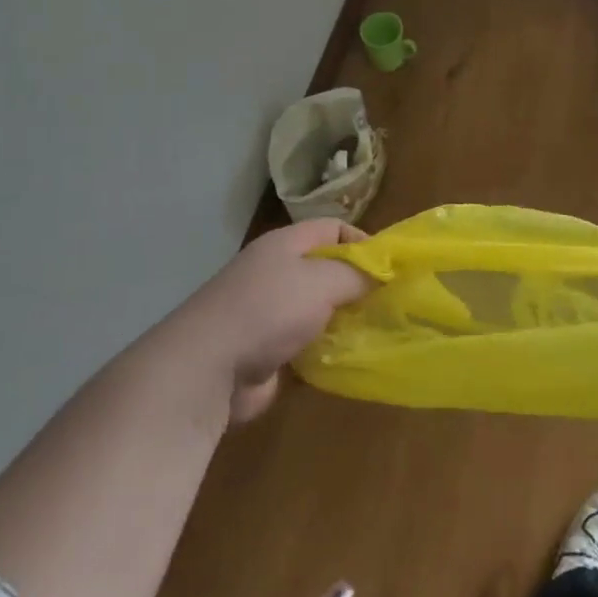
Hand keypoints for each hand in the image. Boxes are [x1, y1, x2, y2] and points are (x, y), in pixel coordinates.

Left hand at [167, 219, 371, 424]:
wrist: (207, 368)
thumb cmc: (268, 310)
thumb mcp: (323, 281)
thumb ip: (357, 274)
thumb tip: (382, 273)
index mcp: (285, 246)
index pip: (332, 229)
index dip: (363, 242)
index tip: (390, 268)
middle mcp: (276, 273)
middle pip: (326, 270)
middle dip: (357, 285)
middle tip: (389, 304)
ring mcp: (268, 313)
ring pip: (318, 310)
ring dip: (344, 321)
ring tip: (376, 333)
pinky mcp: (266, 351)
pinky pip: (306, 344)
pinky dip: (326, 351)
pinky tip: (347, 360)